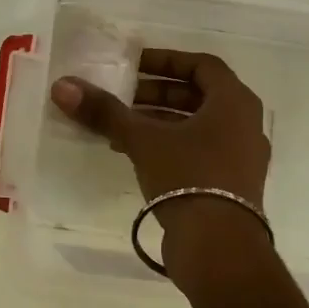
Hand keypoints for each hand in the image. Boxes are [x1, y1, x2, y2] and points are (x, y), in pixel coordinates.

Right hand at [50, 48, 270, 219]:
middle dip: (158, 93)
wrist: (219, 247)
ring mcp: (242, 157)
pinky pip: (201, 151)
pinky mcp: (232, 185)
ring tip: (122, 128)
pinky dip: (171, 145)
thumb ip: (105, 111)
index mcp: (235, 102)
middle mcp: (246, 124)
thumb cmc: (188, 177)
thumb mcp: (143, 140)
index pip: (202, 64)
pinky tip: (138, 156)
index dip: (166, 60)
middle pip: (199, 95)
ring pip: (198, 125)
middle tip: (123, 97)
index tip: (134, 65)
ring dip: (161, 121)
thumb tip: (63, 85)